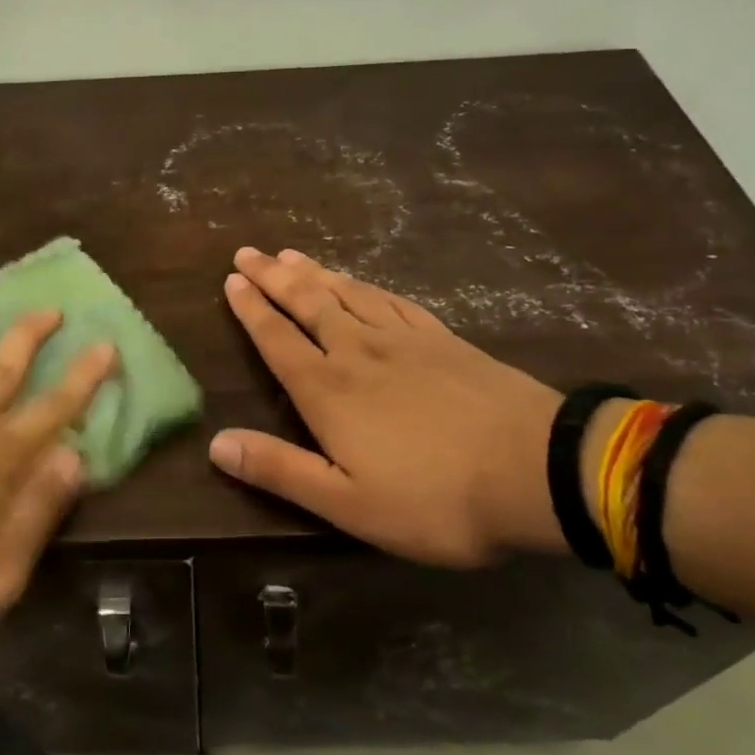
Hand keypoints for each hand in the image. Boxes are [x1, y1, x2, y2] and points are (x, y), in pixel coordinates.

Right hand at [209, 248, 565, 566]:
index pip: (277, 340)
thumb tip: (216, 444)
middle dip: (274, 277)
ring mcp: (405, 340)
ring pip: (348, 294)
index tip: (231, 280)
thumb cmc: (434, 499)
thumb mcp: (347, 503)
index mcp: (328, 391)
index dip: (251, 309)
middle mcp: (358, 352)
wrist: (537, 471)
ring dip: (315, 273)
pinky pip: (393, 301)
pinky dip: (367, 286)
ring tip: (291, 255)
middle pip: (308, 304)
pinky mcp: (444, 339)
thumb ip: (279, 470)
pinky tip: (361, 282)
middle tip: (248, 252)